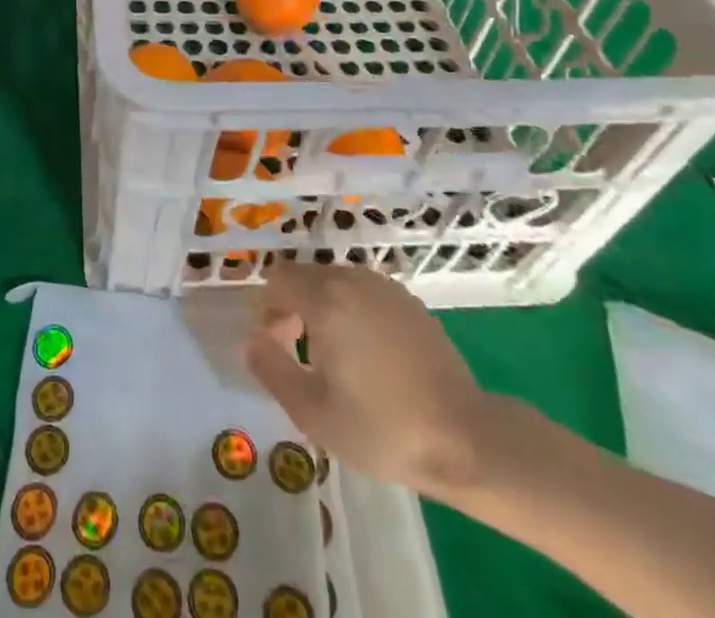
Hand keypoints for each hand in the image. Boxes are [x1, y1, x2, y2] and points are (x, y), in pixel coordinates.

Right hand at [243, 262, 503, 500]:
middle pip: (305, 276)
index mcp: (326, 299)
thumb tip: (250, 339)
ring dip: (323, 307)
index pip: (278, 279)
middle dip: (293, 307)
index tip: (279, 348)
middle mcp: (353, 279)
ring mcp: (385, 287)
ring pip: (335, 282)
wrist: (464, 438)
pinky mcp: (409, 301)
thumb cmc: (381, 428)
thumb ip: (271, 369)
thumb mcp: (313, 412)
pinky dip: (353, 310)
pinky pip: (364, 292)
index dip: (268, 310)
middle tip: (301, 356)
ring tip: (335, 357)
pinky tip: (368, 354)